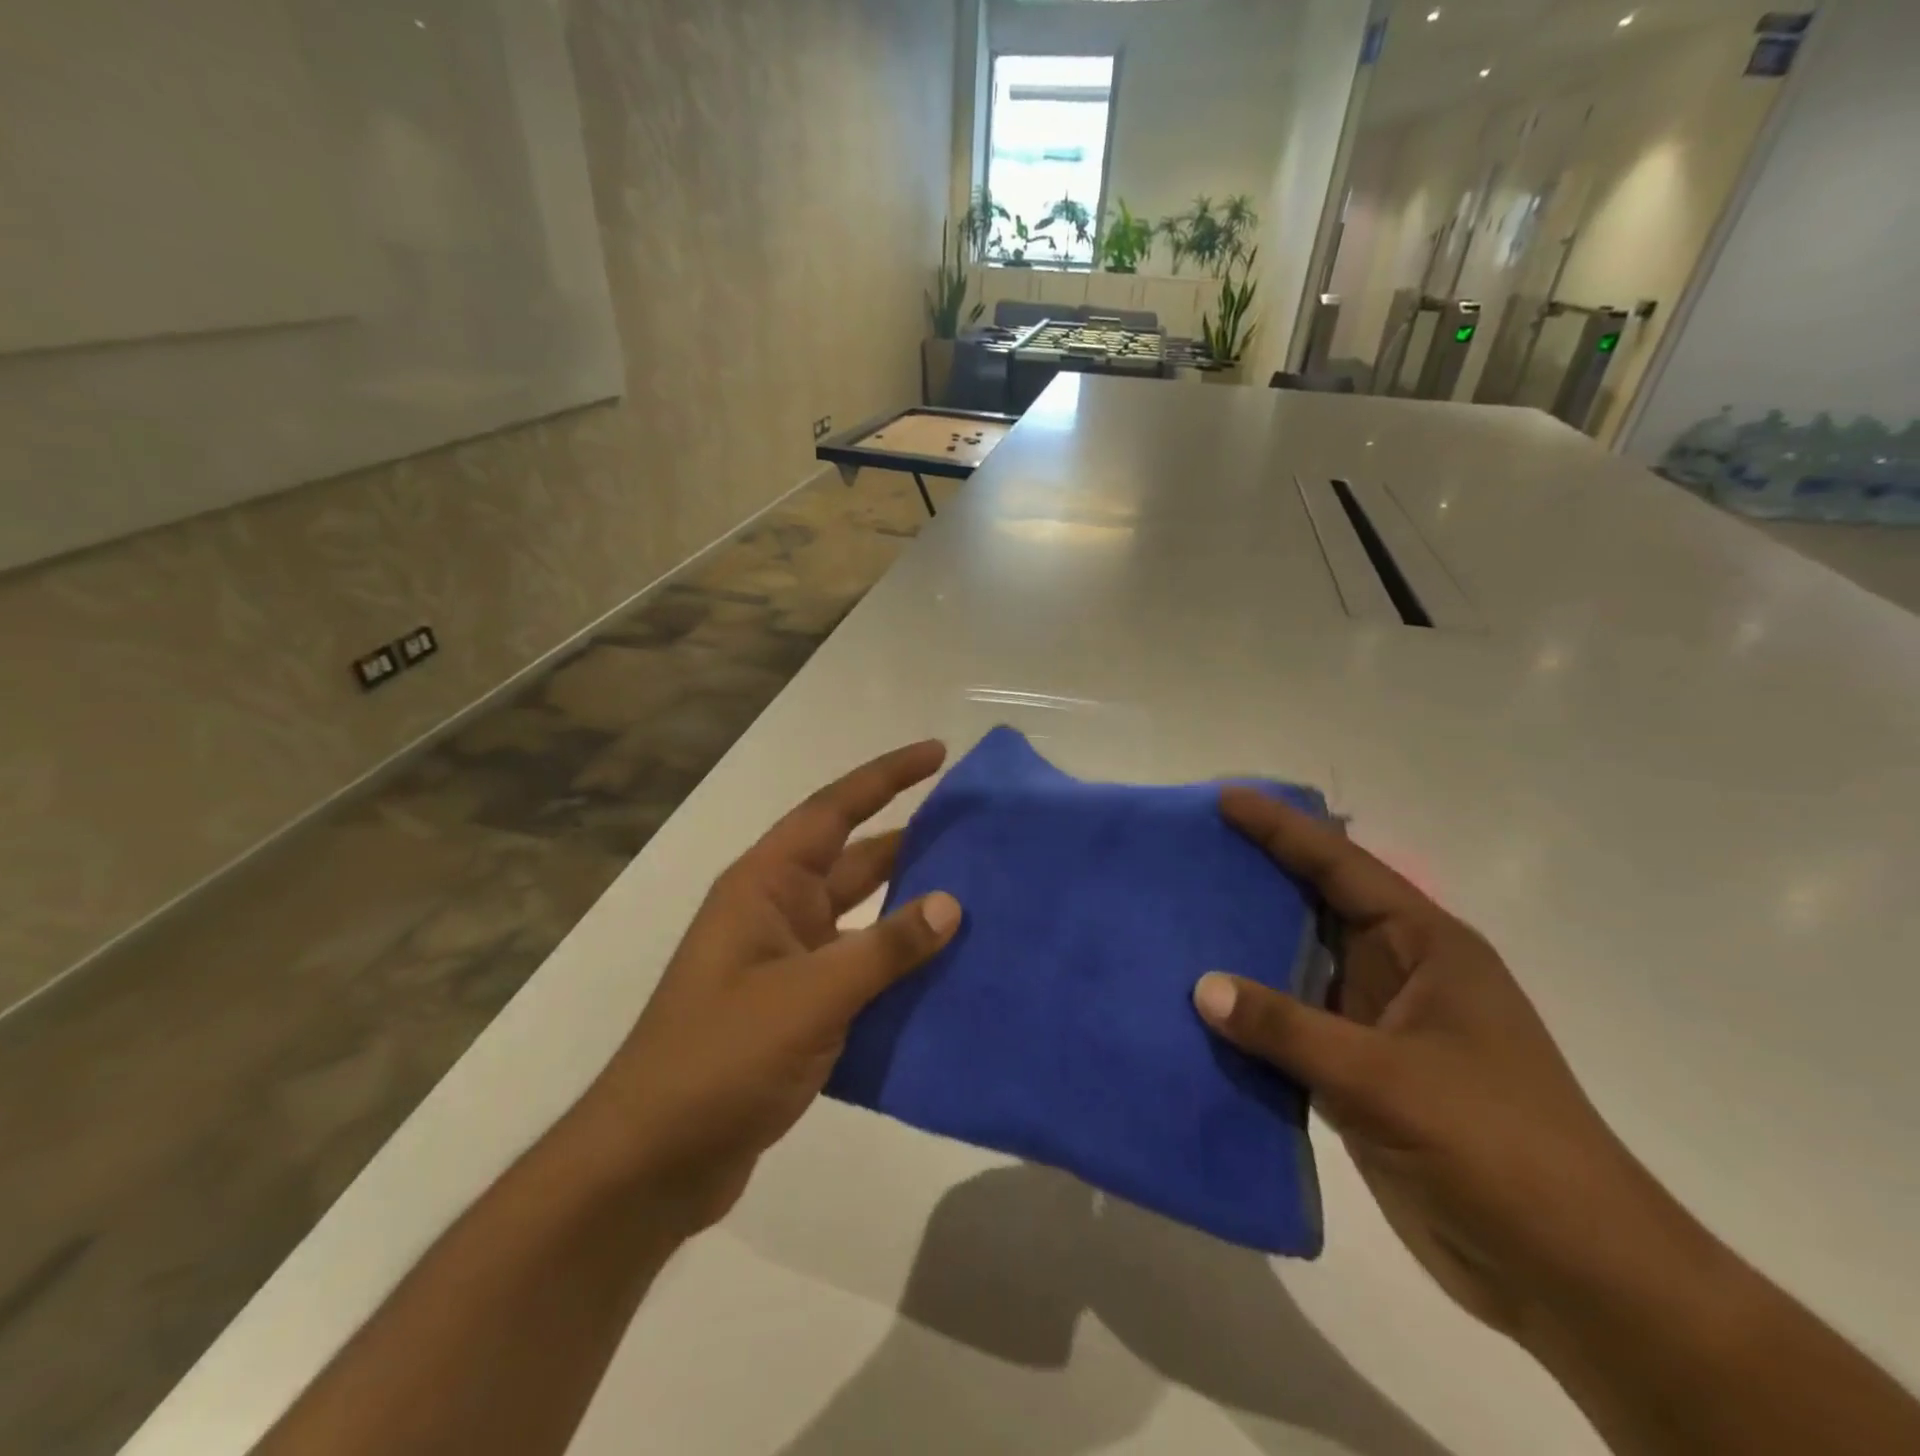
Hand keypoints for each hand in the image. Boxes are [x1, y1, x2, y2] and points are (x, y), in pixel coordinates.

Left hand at [580, 741, 961, 1235]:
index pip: (833, 809)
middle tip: (974, 831)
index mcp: (766, 885)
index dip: (886, 776)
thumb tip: (950, 904)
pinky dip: (898, 965)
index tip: (937, 753)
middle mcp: (777, 911)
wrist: (653, 1161)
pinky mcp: (798, 1008)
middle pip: (854, 859)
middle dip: (911, 841)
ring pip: (862, 917)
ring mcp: (787, 961)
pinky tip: (945, 973)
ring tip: (976, 898)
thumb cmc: (721, 1057)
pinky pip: (860, 968)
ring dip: (909, 909)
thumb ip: (885, 948)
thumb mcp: (810, 996)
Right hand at [1193, 787, 1688, 1342]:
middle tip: (1190, 851)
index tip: (1225, 799)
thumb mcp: (1386, 1078)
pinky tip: (1201, 1004)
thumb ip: (1288, 1028)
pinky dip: (1251, 1014)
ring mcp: (1378, 1025)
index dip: (1283, 829)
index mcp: (1426, 948)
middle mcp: (1400, 973)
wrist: (1570, 1274)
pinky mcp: (1360, 1074)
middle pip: (1315, 907)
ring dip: (1245, 947)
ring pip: (1298, 967)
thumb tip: (1202, 988)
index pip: (1342, 868)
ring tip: (1179, 917)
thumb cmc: (1497, 1147)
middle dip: (1256, 877)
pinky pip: (1291, 1025)